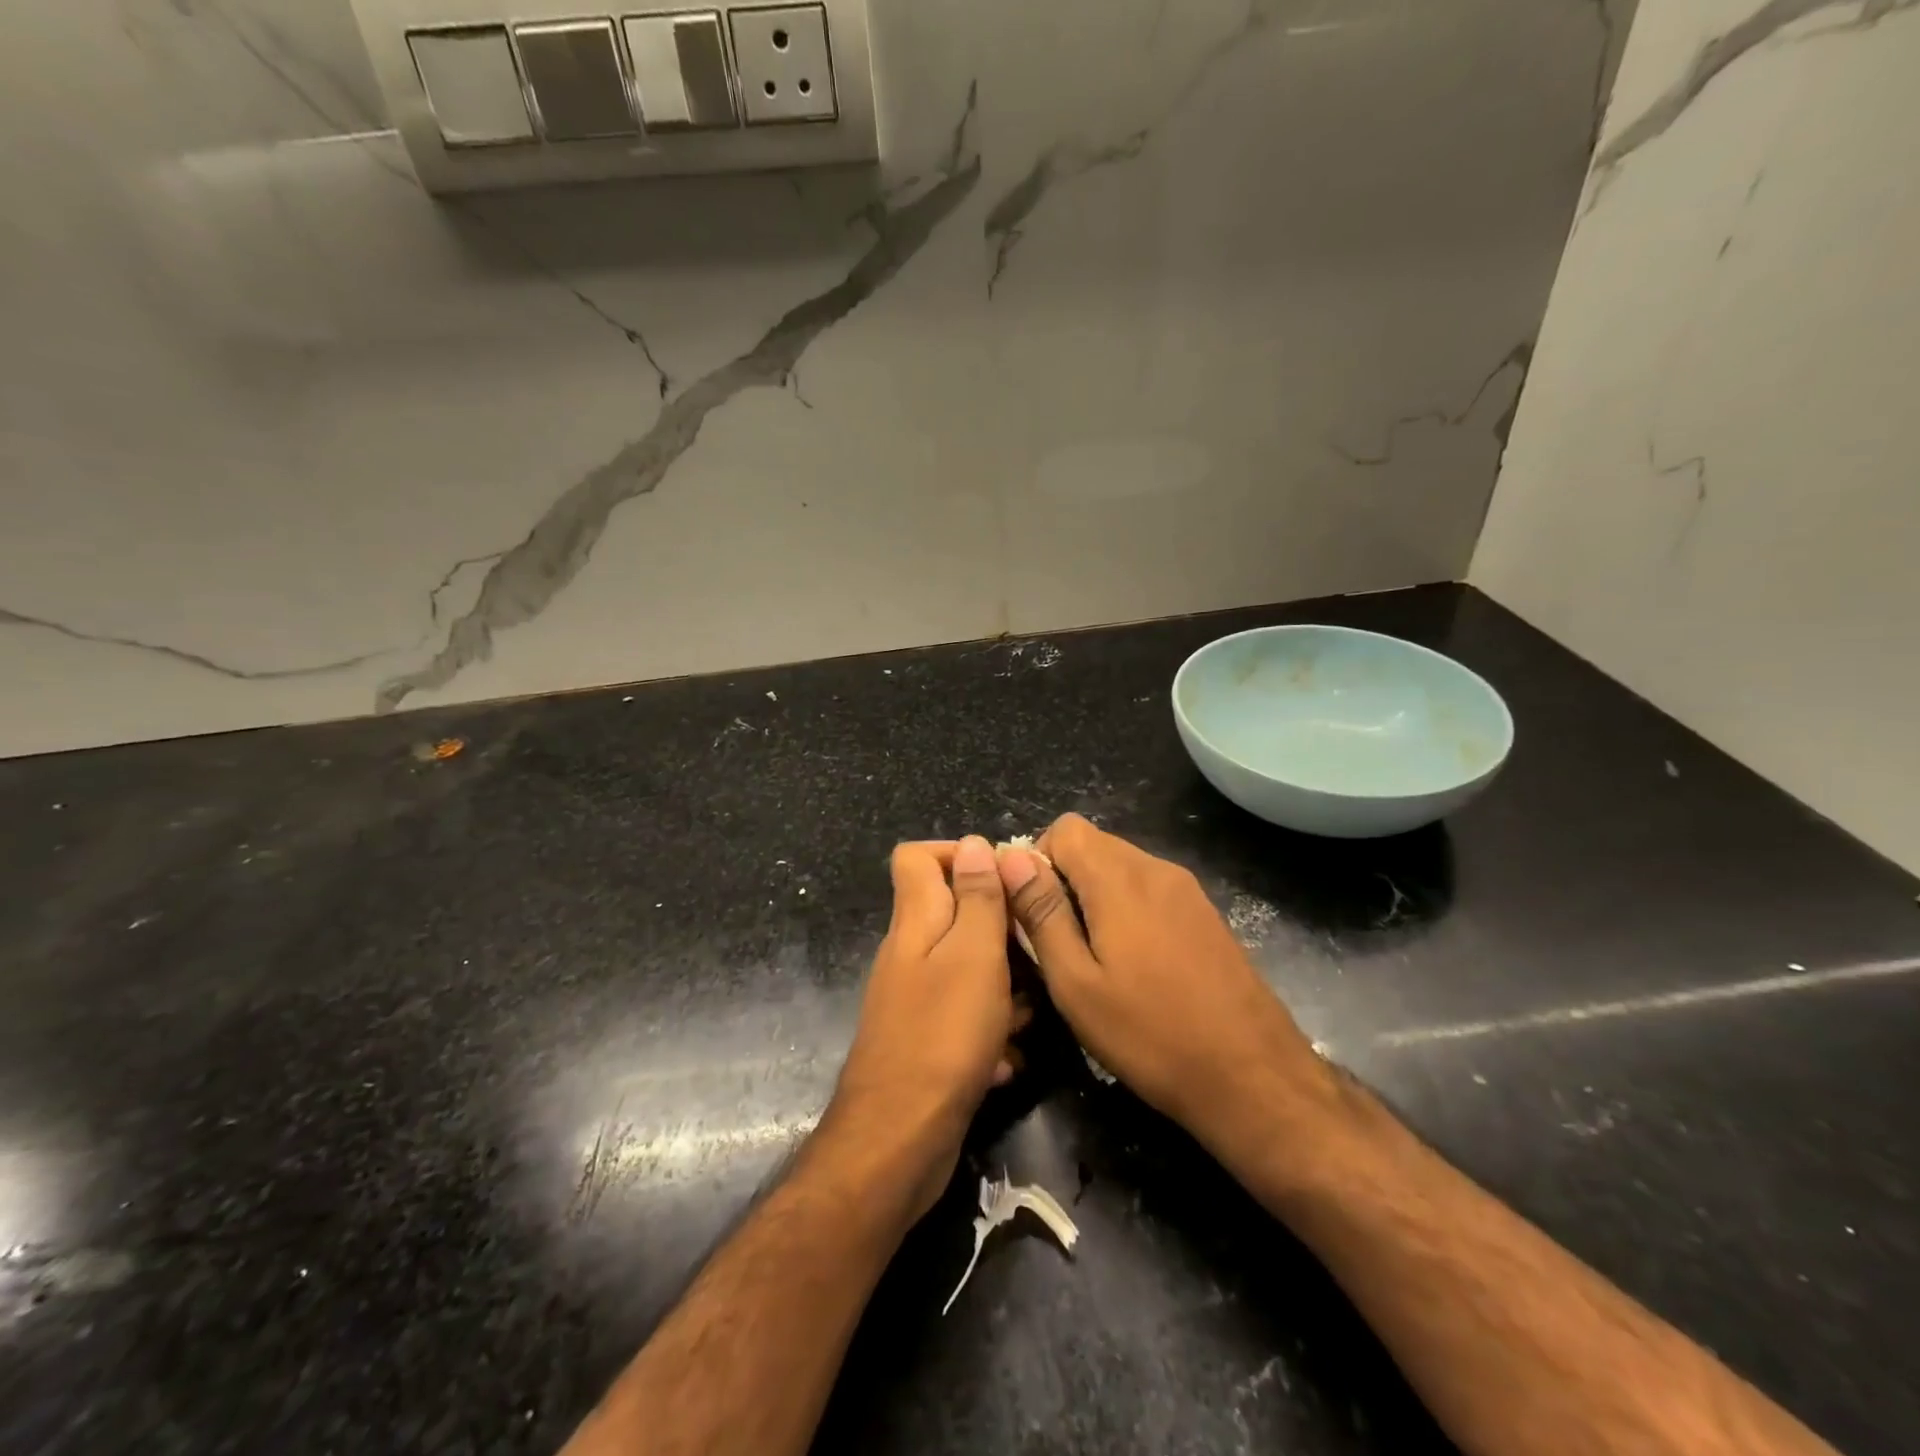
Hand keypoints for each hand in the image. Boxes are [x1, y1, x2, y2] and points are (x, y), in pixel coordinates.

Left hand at [831, 836, 1013, 1218]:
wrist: (899, 1141)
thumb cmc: (943, 1035)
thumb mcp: (973, 954)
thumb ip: (977, 897)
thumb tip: (974, 842)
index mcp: (915, 921)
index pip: (916, 856)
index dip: (958, 854)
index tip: (1003, 879)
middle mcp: (909, 954)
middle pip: (952, 913)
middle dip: (999, 928)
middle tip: (1034, 952)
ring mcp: (915, 1000)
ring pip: (967, 969)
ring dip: (1003, 985)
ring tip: (1030, 1011)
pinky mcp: (926, 1042)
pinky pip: (965, 1018)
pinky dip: (990, 1030)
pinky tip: (1010, 1058)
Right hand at [996, 815, 1332, 1151]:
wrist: (1254, 1077)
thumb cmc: (1150, 1035)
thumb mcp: (1076, 983)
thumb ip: (1041, 913)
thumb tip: (1010, 858)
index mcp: (1120, 878)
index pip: (1065, 828)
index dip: (1039, 861)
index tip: (1034, 913)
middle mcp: (1156, 868)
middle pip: (1094, 844)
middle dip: (1064, 881)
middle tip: (1059, 944)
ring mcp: (1187, 890)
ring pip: (1121, 867)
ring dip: (1095, 897)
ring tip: (1094, 960)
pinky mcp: (1206, 913)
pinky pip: (1150, 890)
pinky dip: (1127, 910)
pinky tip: (1135, 966)